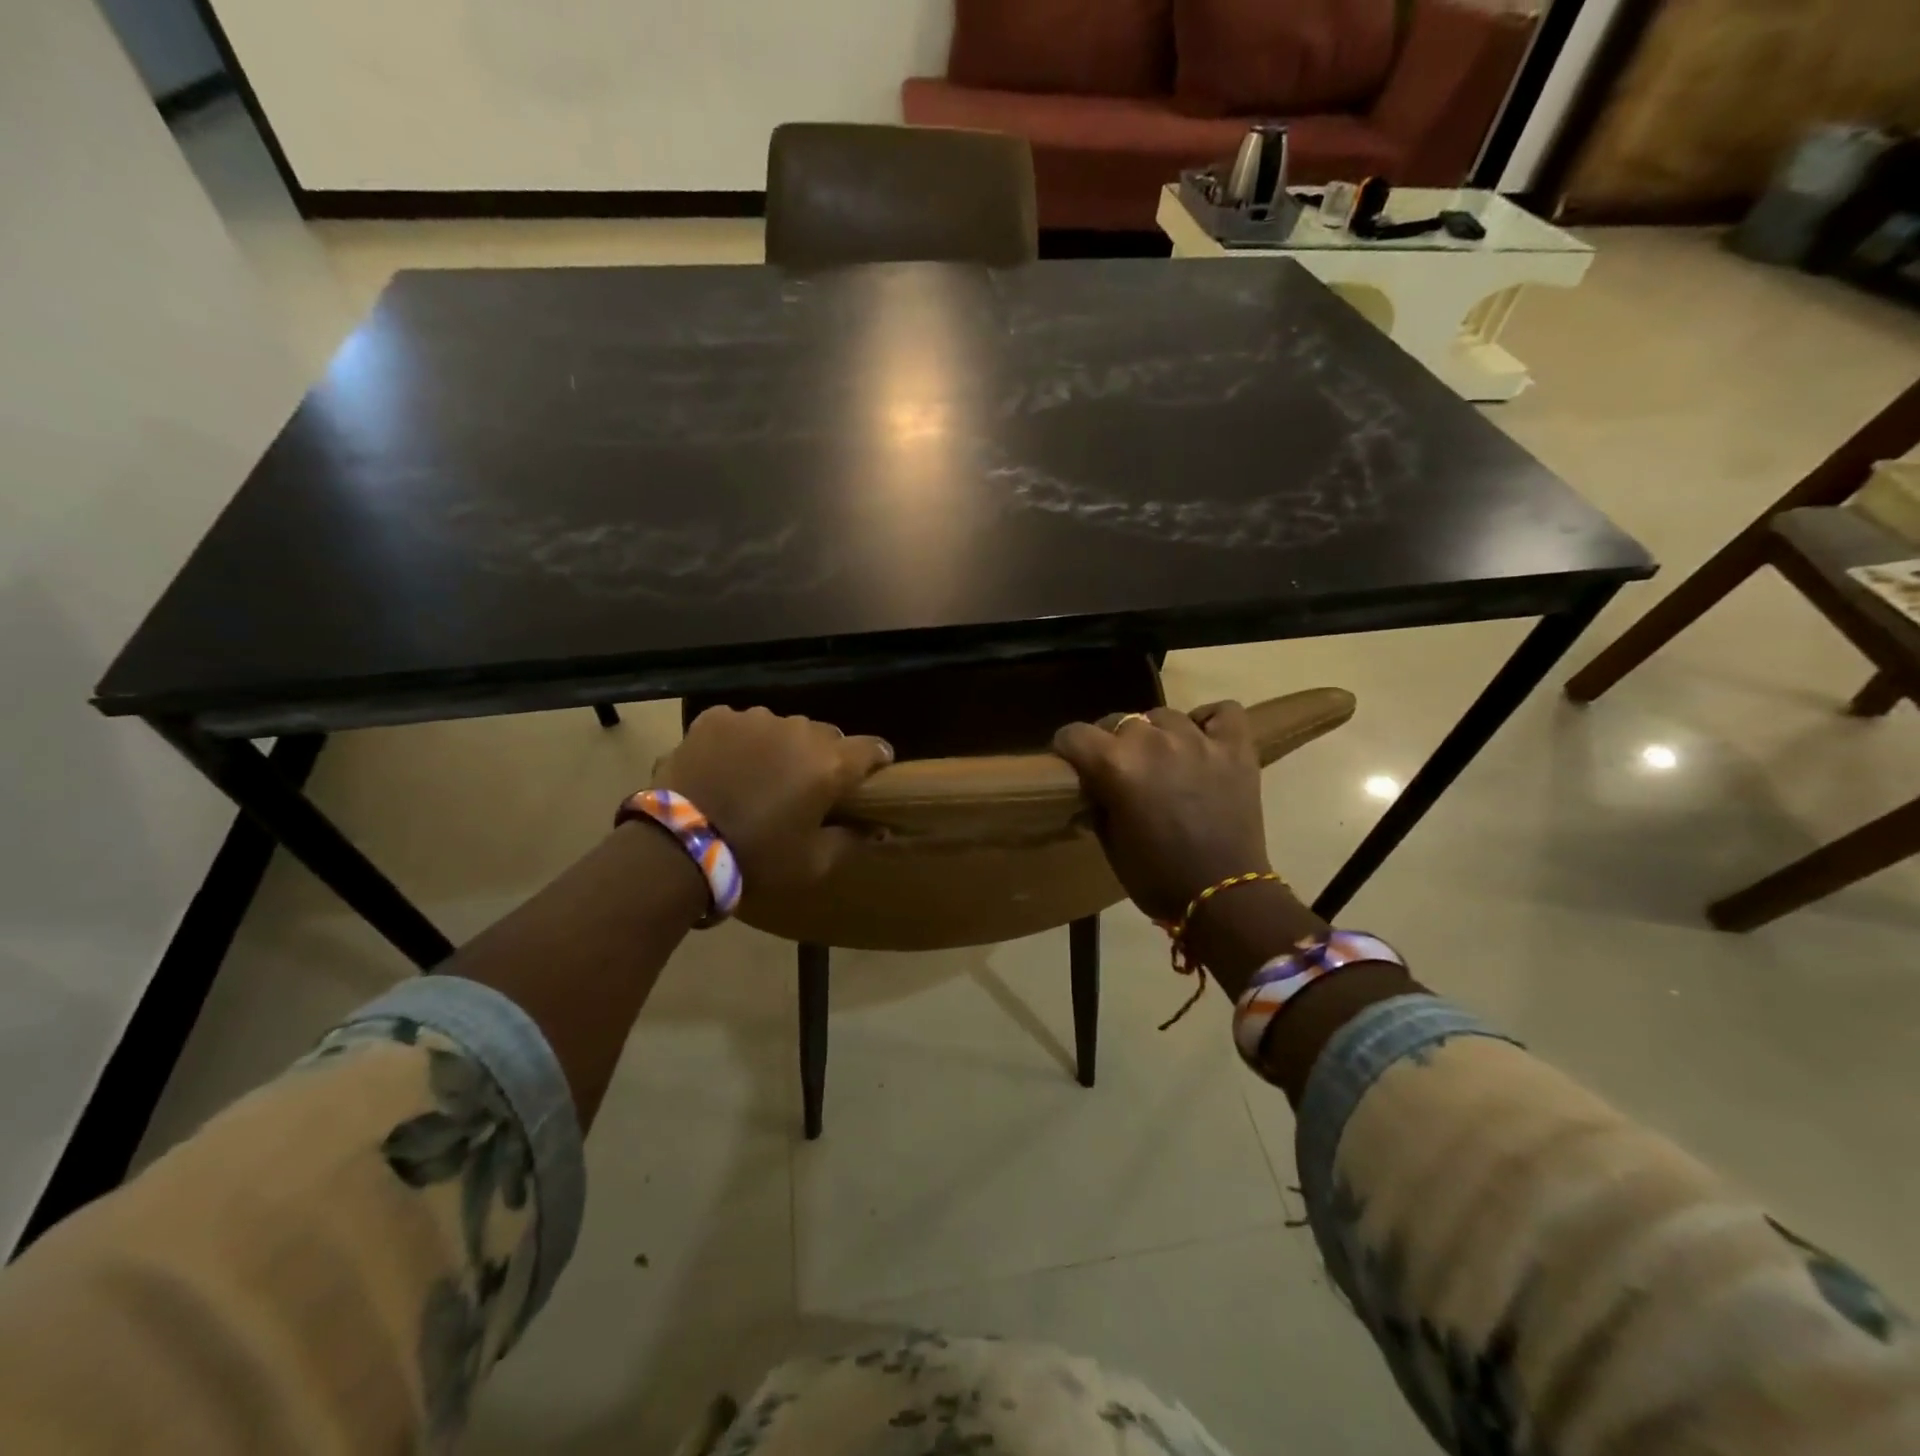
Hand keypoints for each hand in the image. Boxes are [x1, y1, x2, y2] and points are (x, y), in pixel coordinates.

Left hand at [652, 706, 892, 901]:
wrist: (677, 847)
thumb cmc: (757, 858)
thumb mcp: (814, 863)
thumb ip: (852, 840)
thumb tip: (876, 827)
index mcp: (830, 763)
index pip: (872, 748)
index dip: (875, 762)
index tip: (868, 778)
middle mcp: (799, 730)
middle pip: (826, 736)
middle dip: (823, 758)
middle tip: (805, 788)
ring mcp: (755, 719)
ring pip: (783, 727)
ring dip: (781, 747)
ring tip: (760, 777)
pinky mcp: (716, 718)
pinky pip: (742, 725)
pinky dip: (742, 742)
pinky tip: (727, 767)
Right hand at [1052, 703, 1271, 923]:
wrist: (1222, 897)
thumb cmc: (1156, 877)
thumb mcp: (1109, 842)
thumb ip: (1097, 802)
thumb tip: (1093, 786)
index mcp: (1115, 765)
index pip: (1074, 734)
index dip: (1068, 749)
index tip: (1072, 764)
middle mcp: (1153, 742)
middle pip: (1119, 721)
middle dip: (1112, 743)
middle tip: (1120, 771)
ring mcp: (1198, 740)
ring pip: (1163, 716)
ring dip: (1156, 735)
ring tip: (1163, 760)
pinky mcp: (1235, 748)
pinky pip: (1222, 712)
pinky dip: (1208, 722)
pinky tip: (1202, 740)